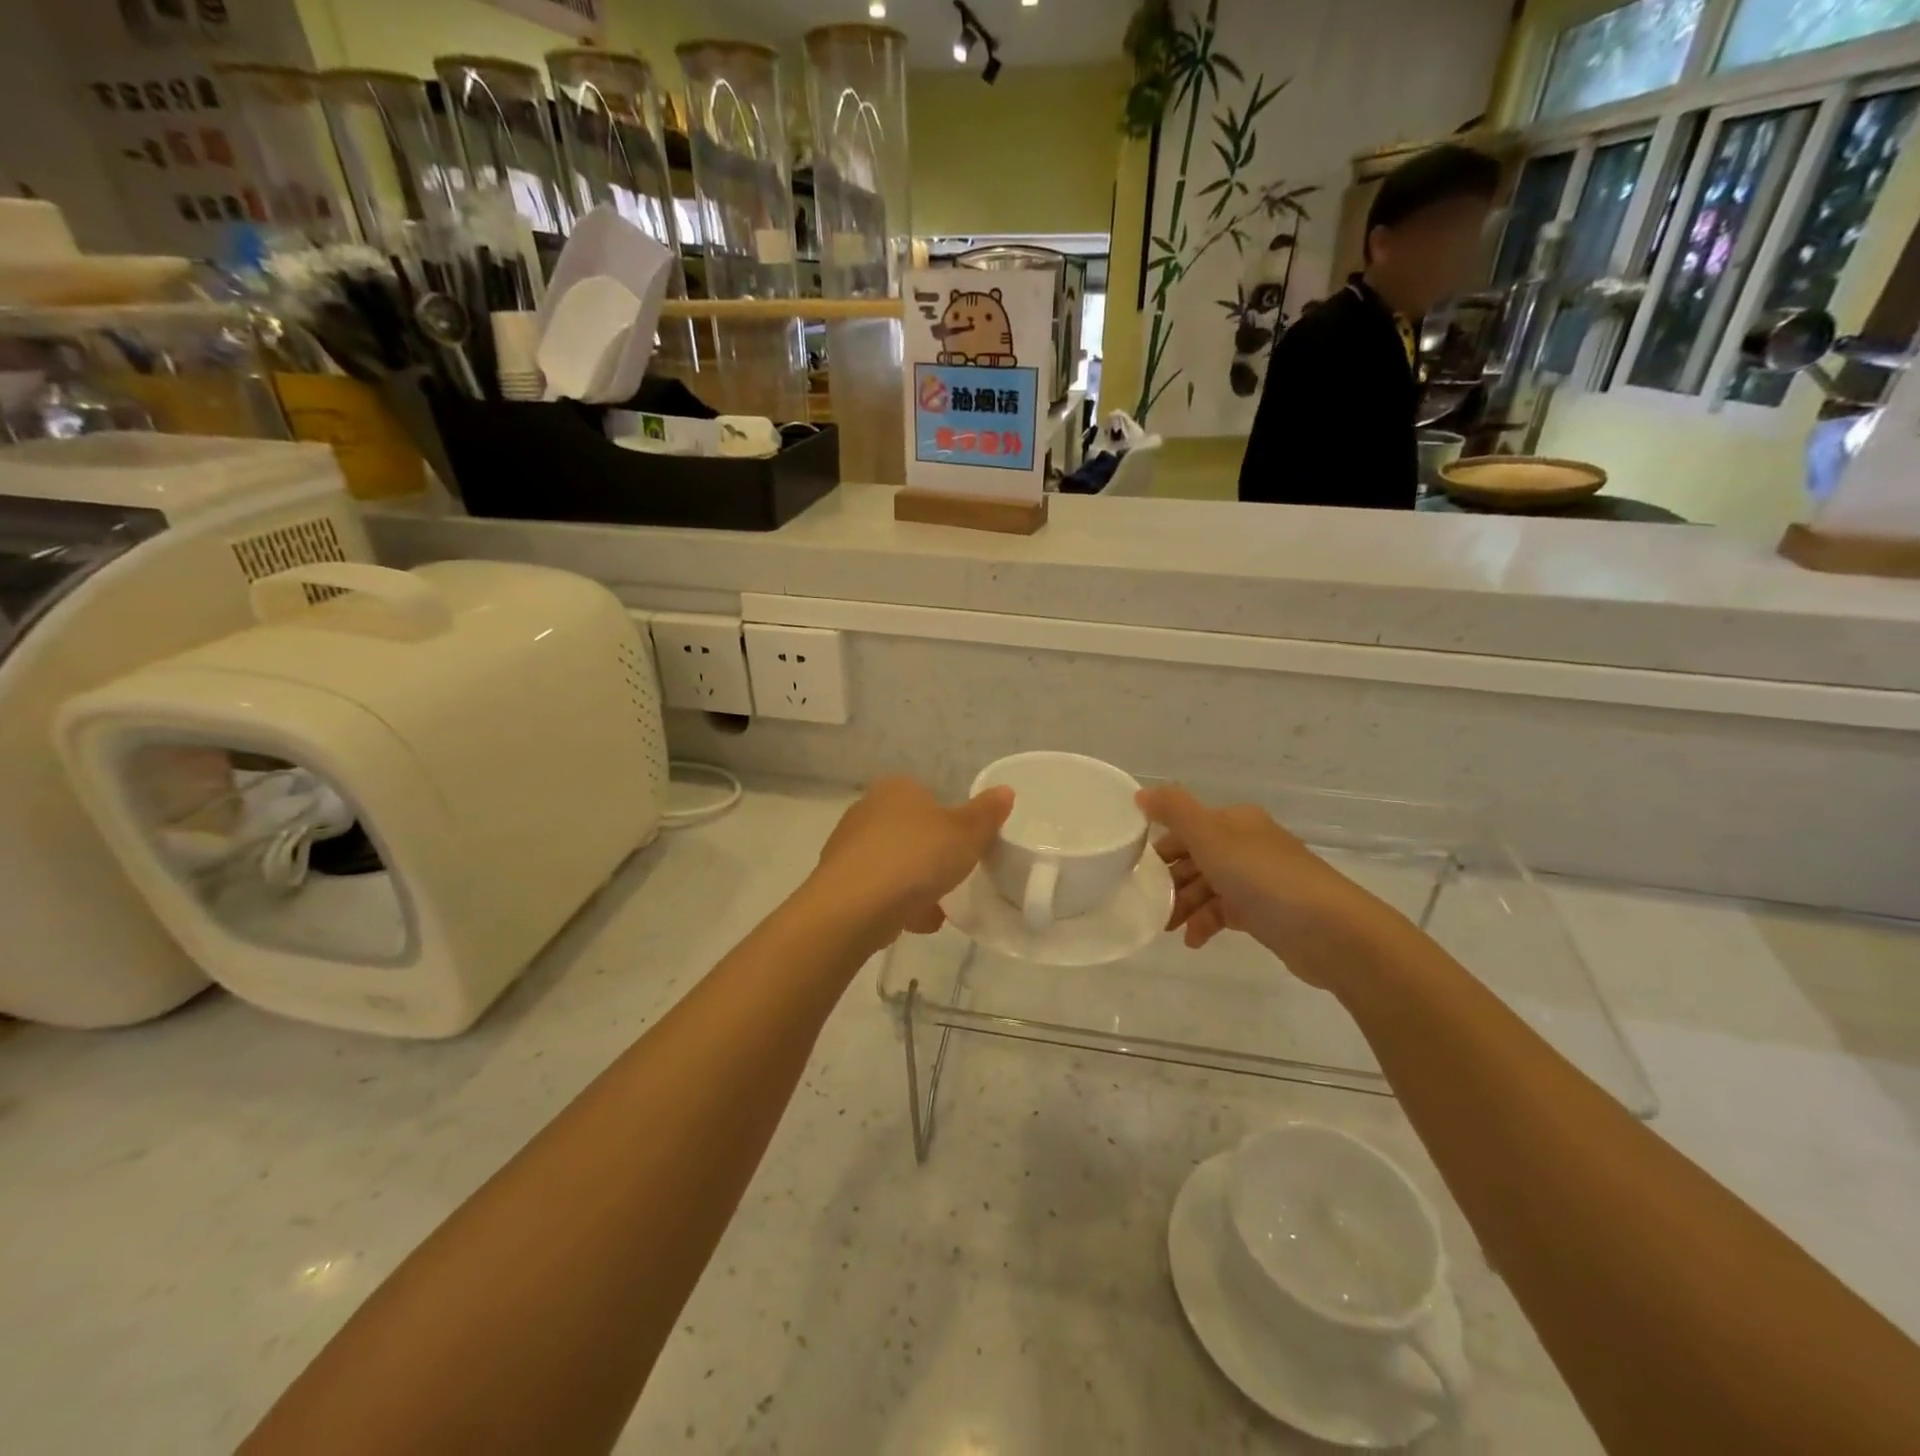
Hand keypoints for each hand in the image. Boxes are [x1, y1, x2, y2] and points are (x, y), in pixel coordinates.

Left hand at [811, 776, 1013, 941]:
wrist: (854, 907)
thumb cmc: (915, 857)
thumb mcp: (966, 833)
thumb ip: (986, 814)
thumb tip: (1005, 791)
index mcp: (896, 789)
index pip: (927, 797)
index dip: (948, 822)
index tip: (963, 849)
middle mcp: (866, 810)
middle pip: (909, 833)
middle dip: (930, 857)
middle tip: (952, 879)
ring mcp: (847, 847)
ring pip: (893, 864)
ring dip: (914, 886)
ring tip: (936, 911)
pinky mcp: (837, 883)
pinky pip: (877, 891)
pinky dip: (895, 905)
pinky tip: (913, 924)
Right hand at [1137, 784, 1405, 991]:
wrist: (1331, 931)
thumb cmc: (1264, 878)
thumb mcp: (1211, 837)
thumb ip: (1174, 812)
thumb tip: (1140, 794)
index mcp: (1235, 822)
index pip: (1186, 828)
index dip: (1159, 847)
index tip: (1134, 871)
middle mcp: (1247, 845)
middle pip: (1195, 859)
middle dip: (1169, 881)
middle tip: (1146, 903)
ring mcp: (1258, 880)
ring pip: (1208, 887)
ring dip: (1184, 905)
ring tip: (1166, 928)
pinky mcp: (1266, 913)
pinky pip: (1225, 912)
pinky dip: (1206, 923)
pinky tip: (1194, 941)